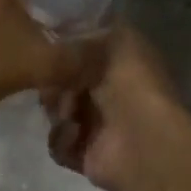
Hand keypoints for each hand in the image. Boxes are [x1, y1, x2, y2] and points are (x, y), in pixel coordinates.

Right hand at [42, 26, 187, 190]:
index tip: (49, 52)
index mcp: (123, 66)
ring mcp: (99, 127)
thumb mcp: (117, 41)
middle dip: (54, 85)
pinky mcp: (88, 156)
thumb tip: (62, 41)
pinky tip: (76, 136)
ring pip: (58, 113)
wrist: (141, 139)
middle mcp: (111, 95)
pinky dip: (63, 140)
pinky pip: (59, 144)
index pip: (83, 55)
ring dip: (58, 113)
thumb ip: (90, 34)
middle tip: (54, 86)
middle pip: (64, 85)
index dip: (64, 53)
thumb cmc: (132, 85)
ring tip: (70, 115)